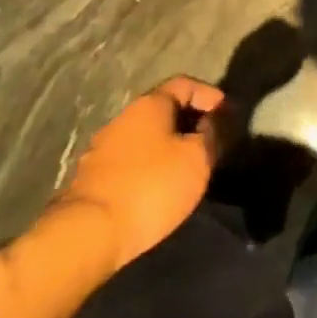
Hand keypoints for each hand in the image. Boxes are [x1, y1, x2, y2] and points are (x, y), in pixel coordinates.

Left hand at [55, 76, 223, 269]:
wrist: (88, 233)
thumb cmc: (151, 186)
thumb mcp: (197, 159)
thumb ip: (211, 135)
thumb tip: (211, 123)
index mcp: (150, 104)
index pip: (185, 84)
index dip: (210, 95)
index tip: (227, 114)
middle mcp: (124, 117)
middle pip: (164, 109)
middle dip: (190, 121)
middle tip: (211, 141)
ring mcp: (103, 147)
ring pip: (146, 135)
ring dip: (169, 144)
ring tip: (187, 165)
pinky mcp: (92, 176)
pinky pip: (131, 159)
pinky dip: (151, 164)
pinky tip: (160, 185)